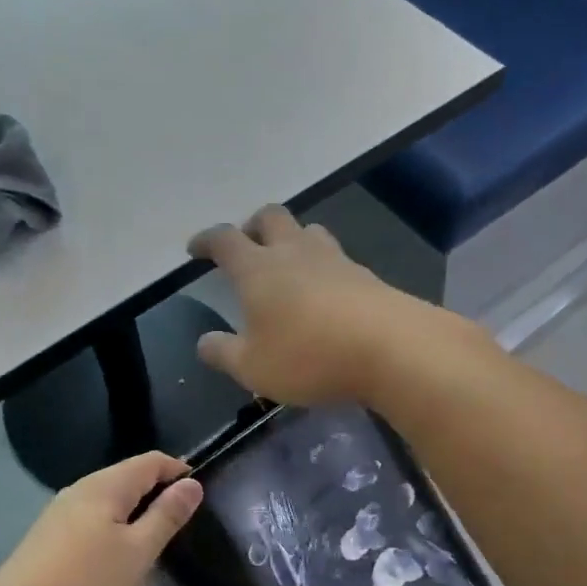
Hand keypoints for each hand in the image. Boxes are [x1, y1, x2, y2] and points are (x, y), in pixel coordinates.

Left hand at [0, 453, 203, 585]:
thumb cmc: (87, 583)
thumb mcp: (138, 552)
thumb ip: (166, 515)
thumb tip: (192, 484)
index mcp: (106, 486)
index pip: (151, 461)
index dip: (179, 471)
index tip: (201, 494)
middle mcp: (80, 490)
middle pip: (128, 478)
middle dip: (157, 493)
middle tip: (183, 523)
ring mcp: (60, 513)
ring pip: (109, 501)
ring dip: (135, 514)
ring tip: (155, 542)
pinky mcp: (49, 538)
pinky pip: (92, 520)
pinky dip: (113, 529)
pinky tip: (117, 558)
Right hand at [188, 205, 437, 405]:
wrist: (391, 348)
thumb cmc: (308, 356)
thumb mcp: (253, 368)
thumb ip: (223, 353)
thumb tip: (204, 342)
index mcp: (258, 269)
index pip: (224, 240)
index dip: (206, 240)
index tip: (196, 249)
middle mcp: (294, 252)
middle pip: (270, 217)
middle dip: (252, 226)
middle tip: (246, 245)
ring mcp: (334, 259)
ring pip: (308, 231)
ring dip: (292, 239)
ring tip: (288, 264)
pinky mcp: (365, 275)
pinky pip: (336, 258)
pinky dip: (322, 266)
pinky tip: (325, 292)